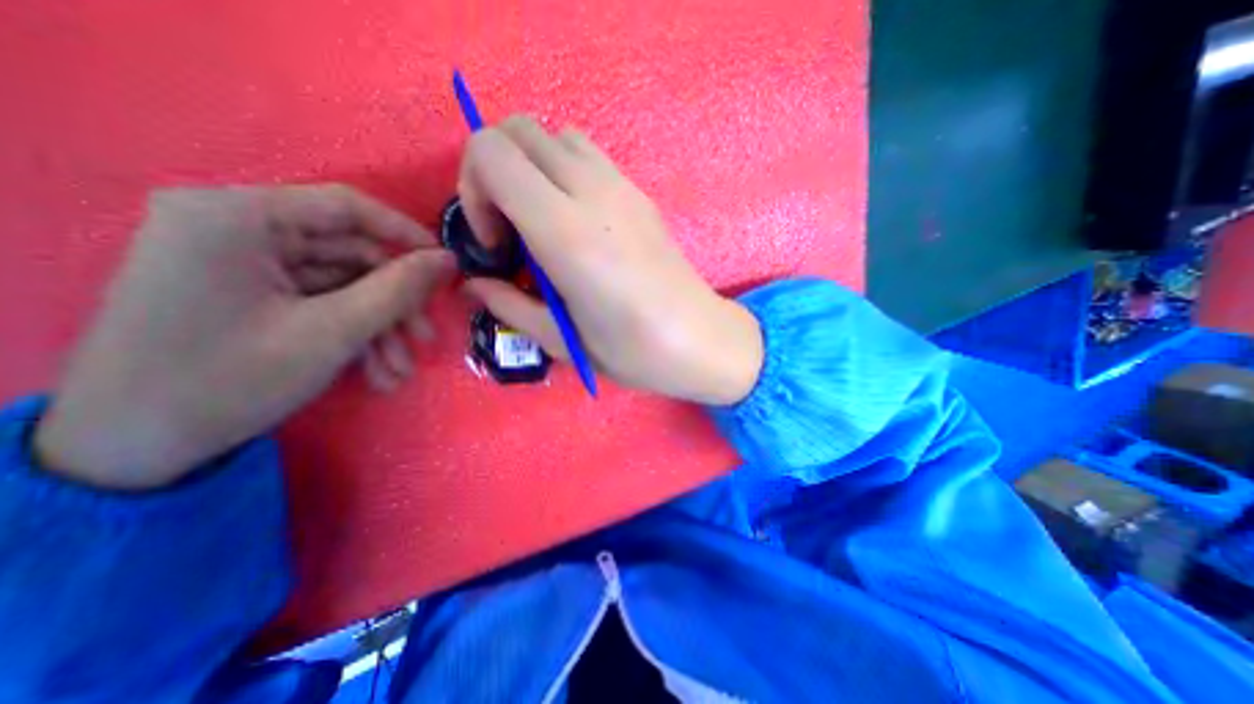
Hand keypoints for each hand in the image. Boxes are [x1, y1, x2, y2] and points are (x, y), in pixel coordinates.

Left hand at [34, 187, 455, 489]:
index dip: (407, 236)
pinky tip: (376, 372)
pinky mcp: (249, 292)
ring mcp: (241, 263)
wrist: (133, 450)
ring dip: (379, 329)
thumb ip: (399, 289)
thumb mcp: (333, 332)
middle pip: (350, 255)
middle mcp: (236, 228)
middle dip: (394, 305)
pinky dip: (354, 335)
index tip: (447, 268)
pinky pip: (321, 303)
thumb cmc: (231, 380)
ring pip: (343, 285)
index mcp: (237, 217)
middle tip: (425, 340)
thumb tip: (448, 259)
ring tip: (399, 372)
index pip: (347, 207)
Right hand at [458, 117, 764, 407]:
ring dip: (532, 168)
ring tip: (541, 223)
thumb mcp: (561, 340)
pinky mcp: (640, 194)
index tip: (494, 242)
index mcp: (567, 233)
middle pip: (519, 130)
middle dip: (495, 171)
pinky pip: (588, 156)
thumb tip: (475, 285)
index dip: (473, 190)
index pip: (492, 153)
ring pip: (556, 136)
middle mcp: (594, 194)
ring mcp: (623, 187)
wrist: (699, 340)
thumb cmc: (632, 351)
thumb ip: (508, 306)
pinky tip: (576, 224)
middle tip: (509, 229)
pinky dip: (564, 173)